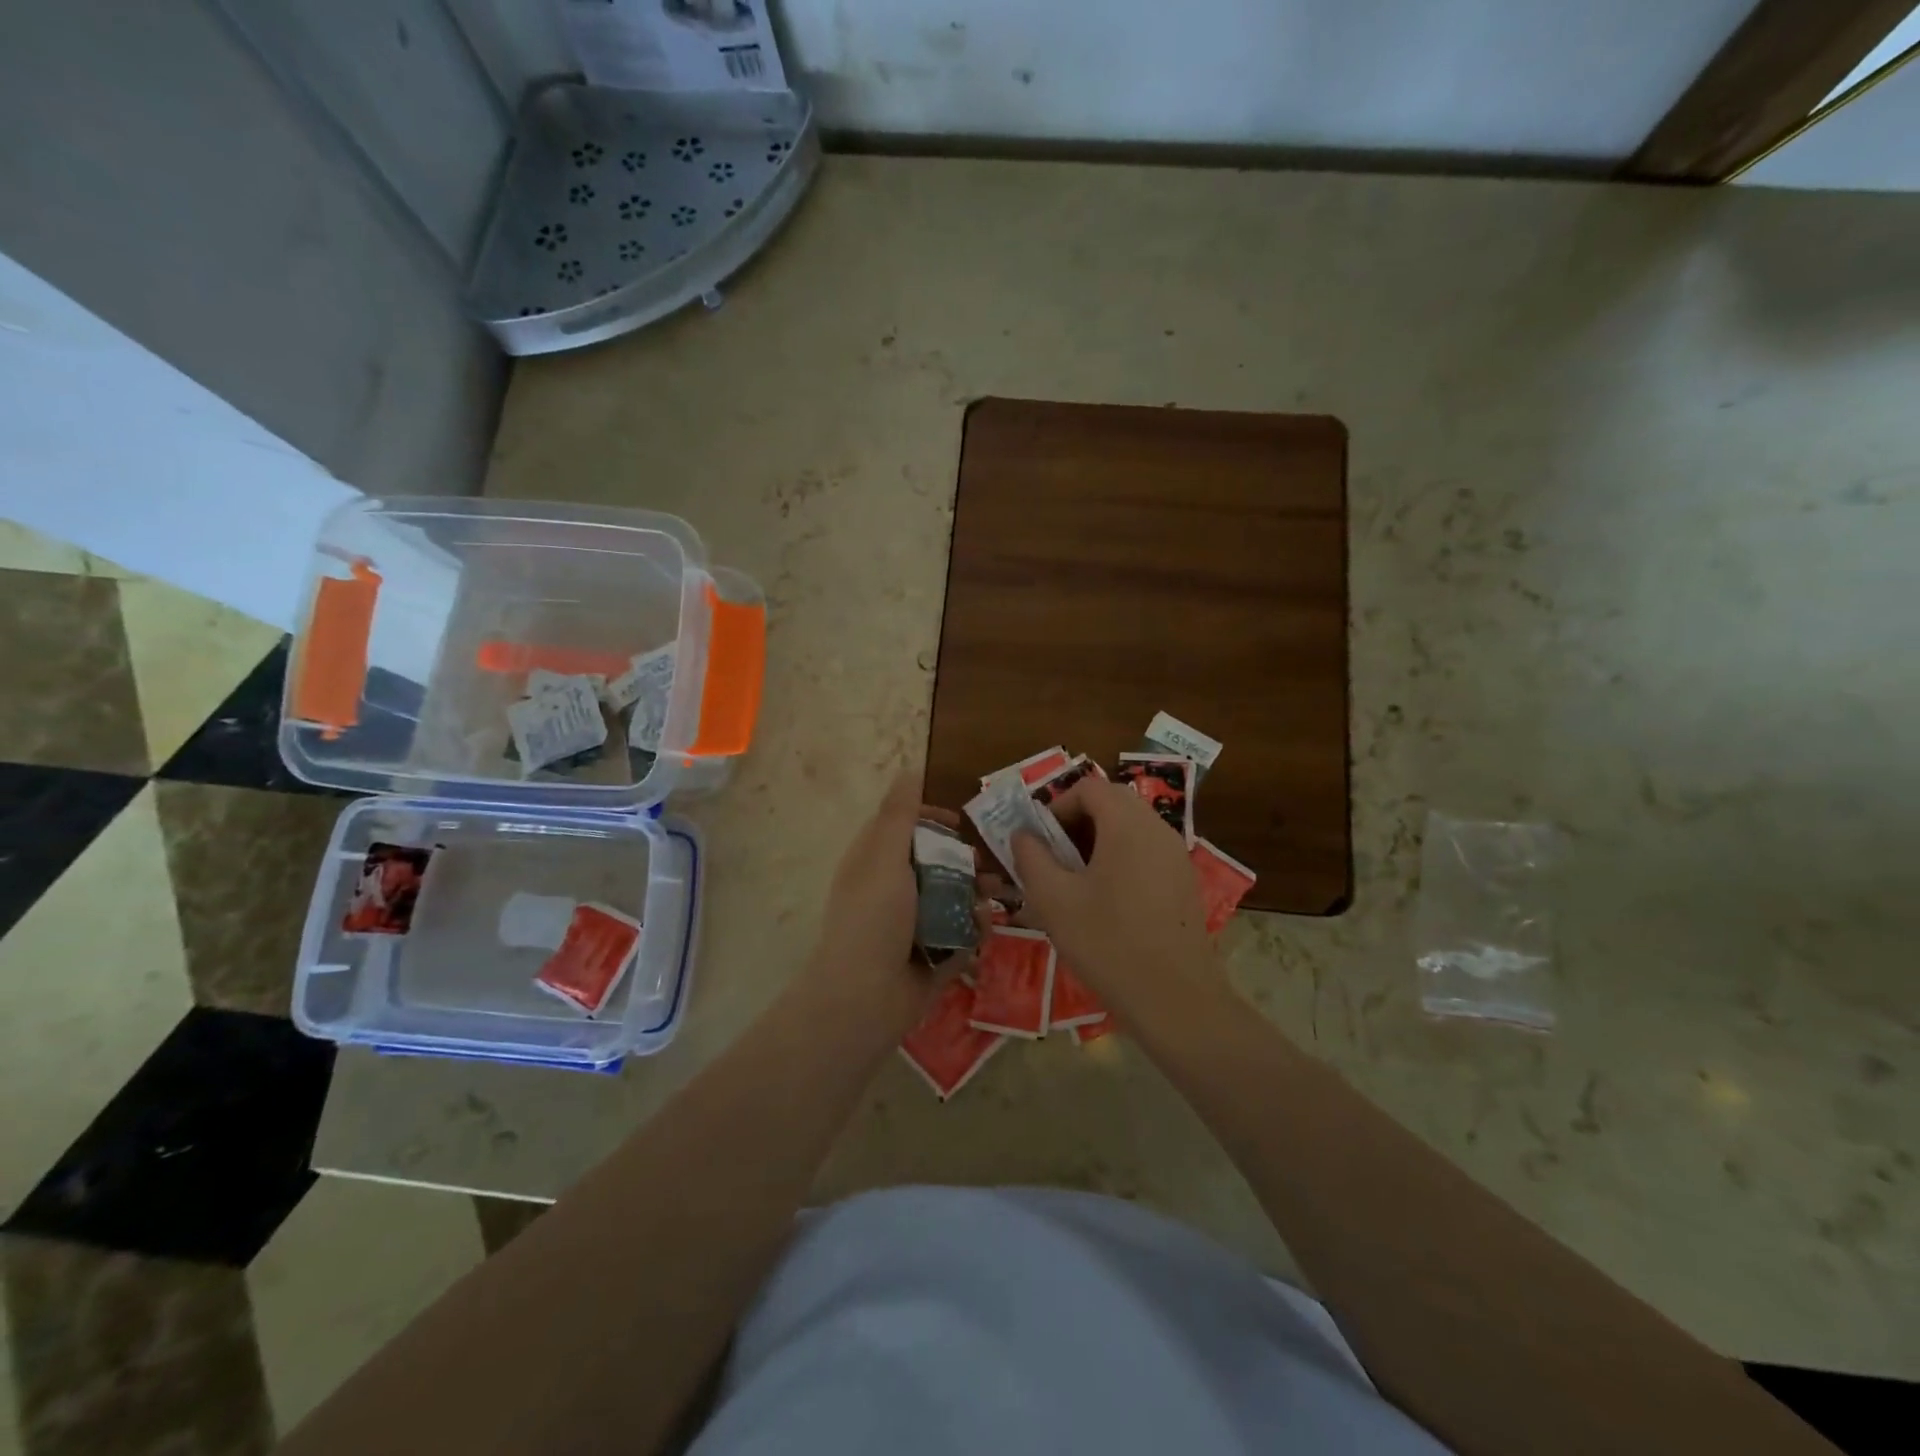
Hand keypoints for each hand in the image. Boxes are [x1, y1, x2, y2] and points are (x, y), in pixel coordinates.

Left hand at [802, 773, 985, 1035]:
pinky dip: (974, 930)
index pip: (904, 830)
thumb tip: (909, 769)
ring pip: (953, 900)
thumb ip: (899, 814)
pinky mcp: (931, 957)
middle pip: (936, 865)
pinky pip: (960, 935)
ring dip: (977, 895)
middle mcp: (892, 893)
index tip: (960, 822)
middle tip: (991, 865)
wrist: (866, 998)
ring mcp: (911, 927)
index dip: (931, 820)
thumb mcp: (884, 857)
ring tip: (1001, 895)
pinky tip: (985, 928)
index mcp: (874, 865)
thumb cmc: (873, 919)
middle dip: (966, 862)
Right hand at [1010, 776, 1220, 1021]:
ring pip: (1131, 827)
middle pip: (1113, 802)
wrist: (1176, 999)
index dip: (1058, 805)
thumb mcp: (1053, 900)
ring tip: (1075, 880)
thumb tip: (1023, 835)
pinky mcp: (1184, 882)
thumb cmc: (1108, 943)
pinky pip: (1146, 852)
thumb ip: (1031, 858)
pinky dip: (1120, 858)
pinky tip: (1105, 901)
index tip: (1039, 840)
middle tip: (1054, 856)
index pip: (1089, 787)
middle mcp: (1157, 830)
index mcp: (1127, 825)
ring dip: (1098, 840)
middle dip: (1077, 821)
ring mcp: (1176, 856)